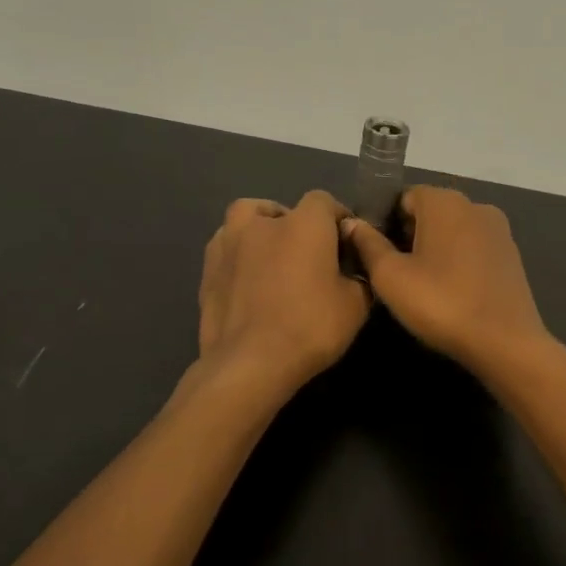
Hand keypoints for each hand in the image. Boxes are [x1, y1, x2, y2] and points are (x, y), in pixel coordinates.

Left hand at [198, 191, 371, 395]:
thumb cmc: (309, 328)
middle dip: (296, 226)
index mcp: (304, 224)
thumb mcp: (356, 306)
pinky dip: (239, 257)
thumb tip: (353, 270)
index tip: (345, 244)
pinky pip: (227, 250)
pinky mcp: (207, 269)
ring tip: (271, 261)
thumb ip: (359, 277)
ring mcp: (228, 243)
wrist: (249, 363)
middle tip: (307, 257)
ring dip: (260, 233)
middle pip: (281, 209)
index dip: (337, 219)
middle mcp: (262, 223)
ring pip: (245, 222)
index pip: (324, 201)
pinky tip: (248, 283)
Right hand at [339, 186, 553, 375]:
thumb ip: (368, 244)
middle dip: (410, 236)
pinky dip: (458, 262)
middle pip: (430, 212)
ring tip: (421, 286)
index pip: (403, 197)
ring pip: (453, 231)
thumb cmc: (441, 303)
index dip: (385, 223)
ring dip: (435, 250)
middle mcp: (475, 205)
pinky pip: (474, 249)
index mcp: (445, 201)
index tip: (376, 254)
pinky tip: (451, 292)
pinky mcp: (512, 255)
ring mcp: (499, 230)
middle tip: (395, 274)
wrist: (505, 343)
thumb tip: (352, 223)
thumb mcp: (391, 277)